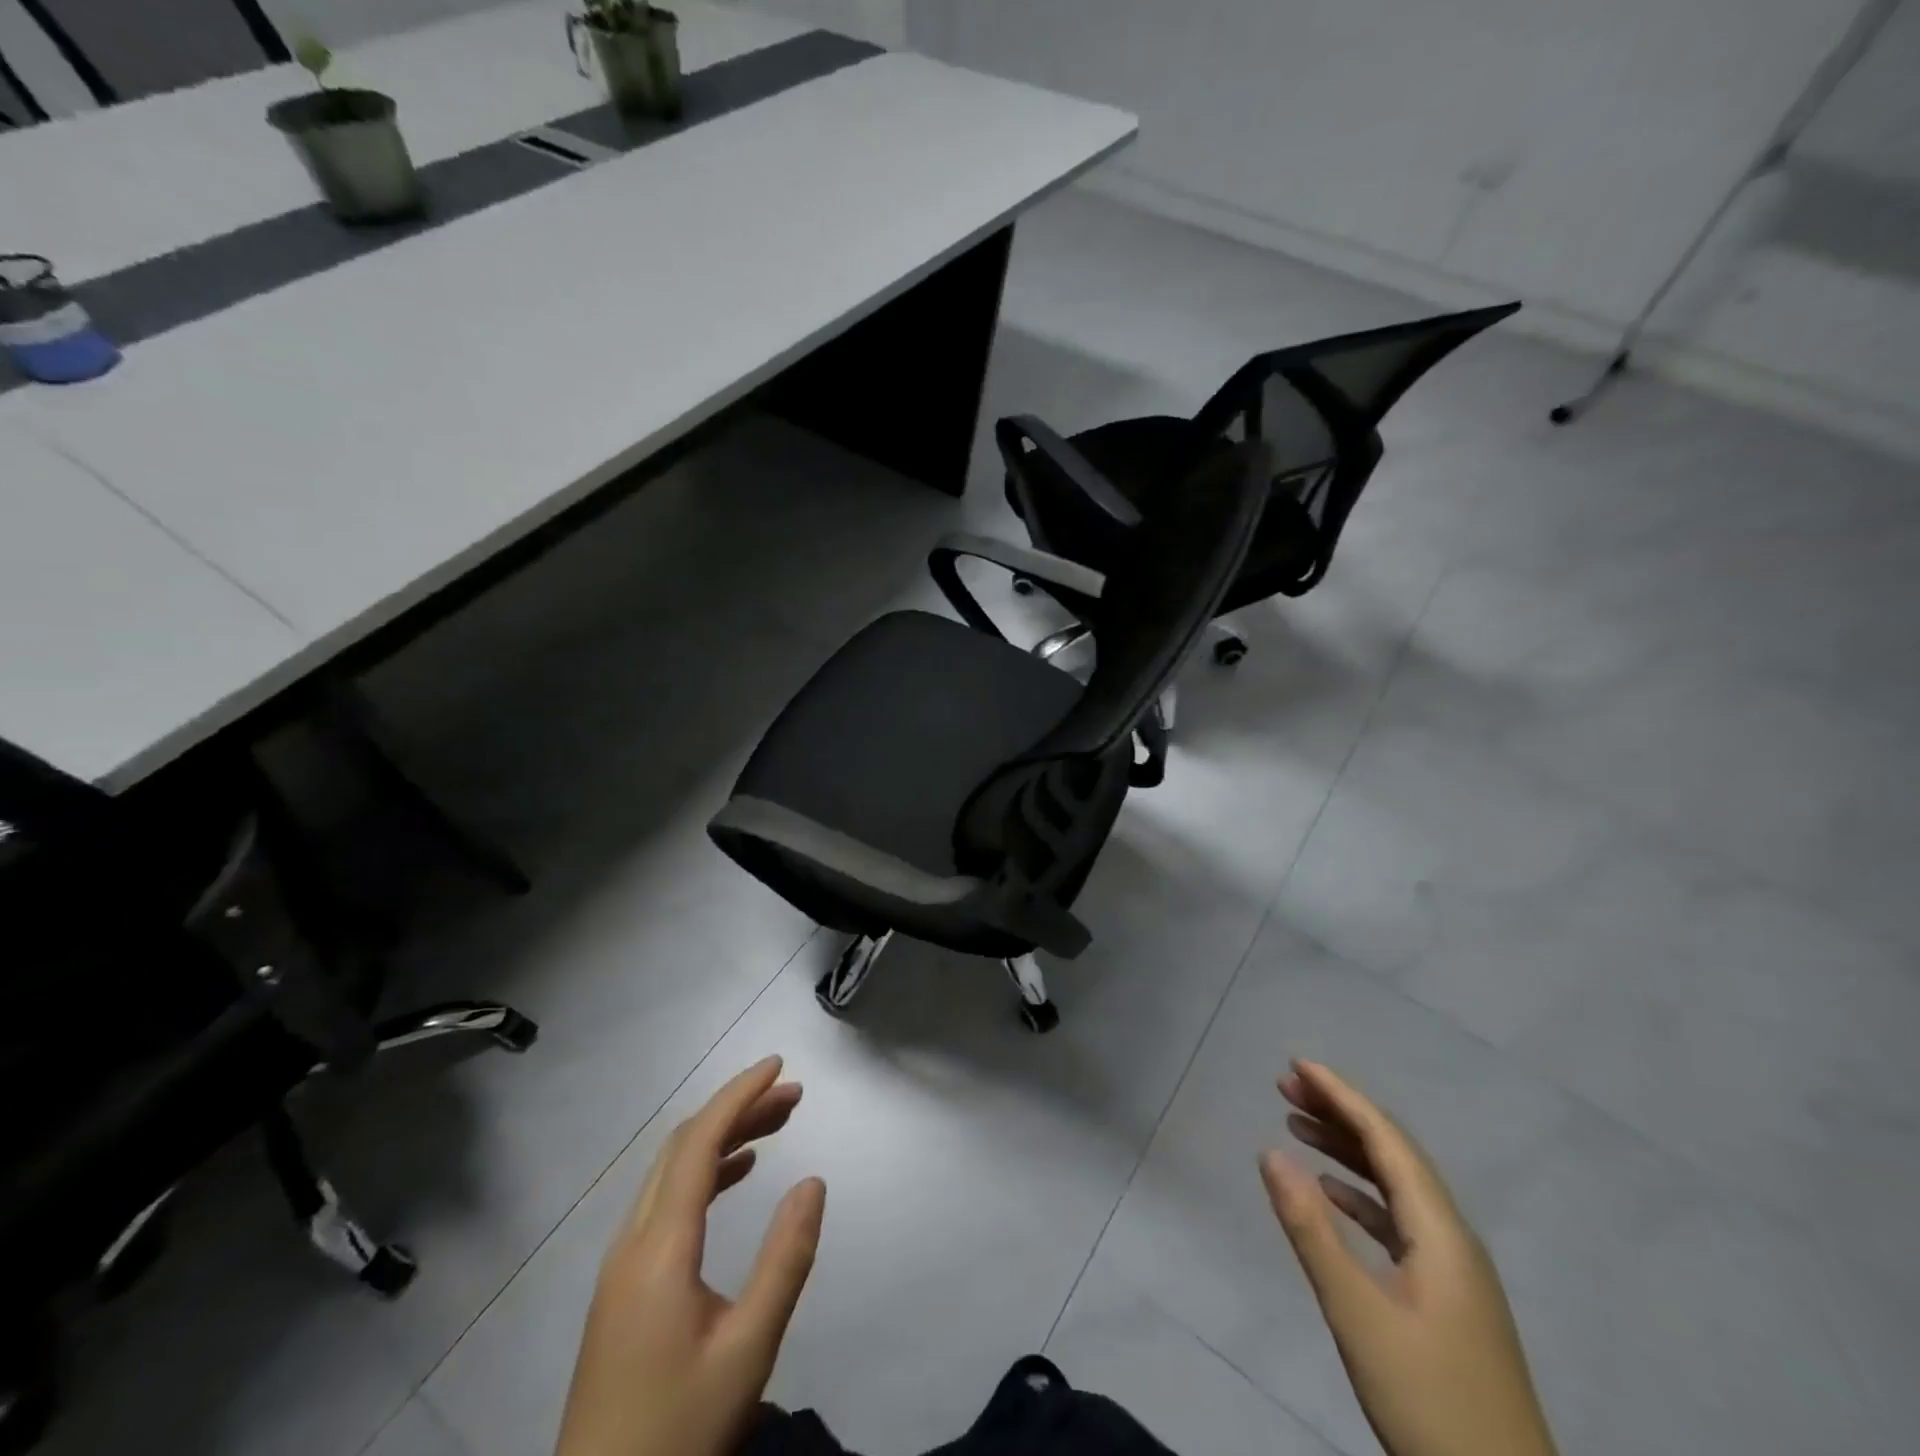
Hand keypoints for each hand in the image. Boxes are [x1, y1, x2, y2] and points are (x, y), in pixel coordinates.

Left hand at [556, 1056, 826, 1455]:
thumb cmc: (678, 1432)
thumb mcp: (748, 1350)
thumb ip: (784, 1260)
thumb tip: (813, 1181)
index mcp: (659, 1247)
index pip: (699, 1142)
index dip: (739, 1095)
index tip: (779, 1065)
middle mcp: (633, 1241)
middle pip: (683, 1147)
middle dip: (738, 1109)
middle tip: (793, 1095)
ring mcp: (621, 1265)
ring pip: (672, 1172)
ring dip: (723, 1138)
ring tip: (776, 1125)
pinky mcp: (622, 1288)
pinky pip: (665, 1202)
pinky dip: (704, 1172)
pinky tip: (737, 1176)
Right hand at [1260, 1060, 1556, 1455]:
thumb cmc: (1429, 1400)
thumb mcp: (1358, 1314)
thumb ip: (1311, 1230)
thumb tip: (1270, 1153)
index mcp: (1440, 1232)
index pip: (1386, 1140)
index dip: (1341, 1096)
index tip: (1296, 1065)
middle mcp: (1452, 1238)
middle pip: (1393, 1154)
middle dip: (1339, 1113)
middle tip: (1285, 1086)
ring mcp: (1454, 1271)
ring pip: (1395, 1186)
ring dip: (1346, 1151)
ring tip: (1296, 1126)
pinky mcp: (1447, 1299)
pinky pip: (1398, 1221)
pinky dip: (1360, 1195)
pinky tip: (1331, 1194)